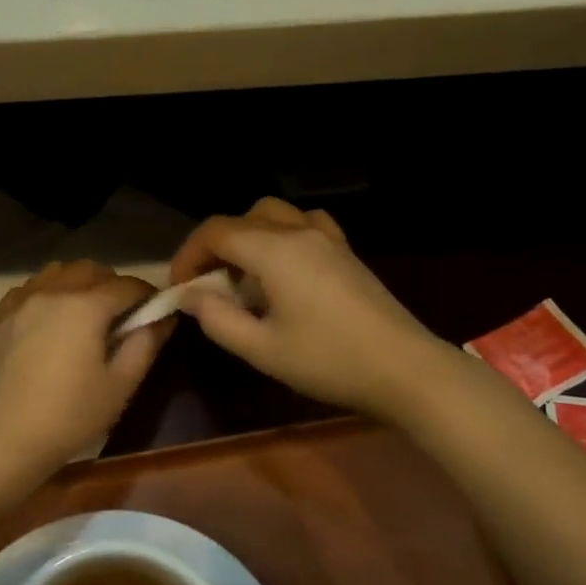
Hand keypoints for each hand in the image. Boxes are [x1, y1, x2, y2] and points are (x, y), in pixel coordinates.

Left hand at [0, 261, 171, 471]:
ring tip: (86, 313)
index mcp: (86, 306)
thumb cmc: (70, 416)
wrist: (5, 438)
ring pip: (58, 272)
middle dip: (113, 284)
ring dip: (79, 282)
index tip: (156, 311)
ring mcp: (22, 301)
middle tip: (122, 316)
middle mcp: (53, 292)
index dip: (147, 295)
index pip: (127, 285)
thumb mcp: (120, 385)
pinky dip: (47, 291)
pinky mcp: (2, 317)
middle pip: (92, 270)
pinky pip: (30, 287)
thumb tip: (163, 317)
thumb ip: (146, 344)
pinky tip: (51, 317)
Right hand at [170, 198, 438, 419]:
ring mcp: (328, 239)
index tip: (180, 289)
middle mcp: (299, 233)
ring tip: (244, 276)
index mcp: (274, 252)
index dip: (188, 255)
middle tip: (208, 283)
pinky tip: (285, 269)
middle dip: (216, 244)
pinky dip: (282, 236)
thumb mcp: (262, 349)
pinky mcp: (347, 253)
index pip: (216, 232)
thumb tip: (191, 296)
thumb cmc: (328, 361)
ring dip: (248, 236)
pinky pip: (305, 225)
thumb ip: (218, 318)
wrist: (405, 369)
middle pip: (243, 217)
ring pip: (275, 215)